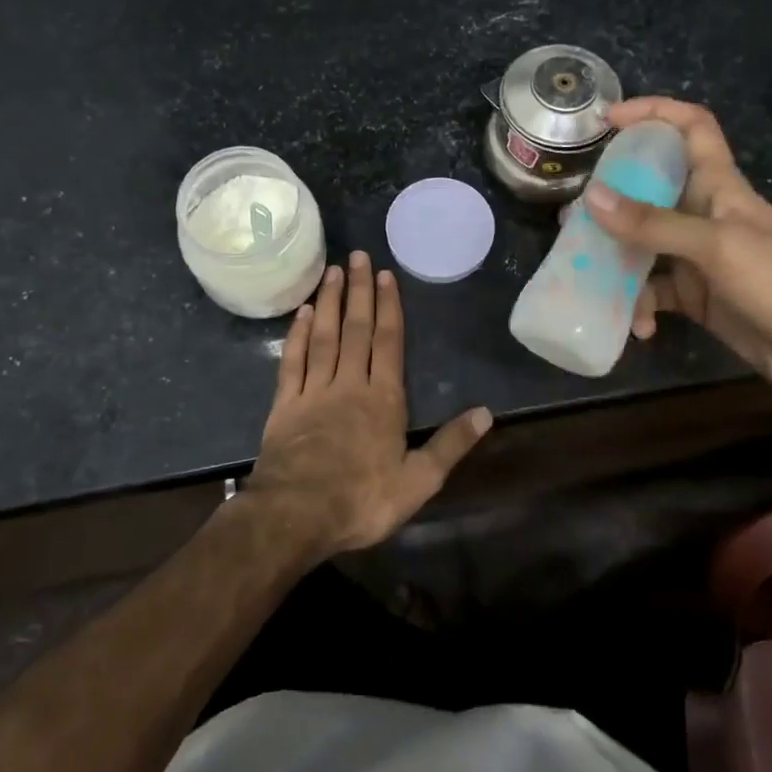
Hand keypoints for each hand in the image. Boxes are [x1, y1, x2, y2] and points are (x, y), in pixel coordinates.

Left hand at [243, 252, 492, 556]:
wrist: (295, 516)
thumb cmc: (361, 500)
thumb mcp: (418, 481)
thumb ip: (451, 445)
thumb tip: (486, 413)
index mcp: (383, 399)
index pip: (388, 342)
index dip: (388, 307)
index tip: (385, 275)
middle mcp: (349, 384)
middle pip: (355, 329)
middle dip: (358, 291)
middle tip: (357, 256)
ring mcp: (314, 391)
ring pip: (323, 336)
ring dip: (328, 302)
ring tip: (331, 271)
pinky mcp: (285, 405)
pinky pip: (293, 361)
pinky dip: (297, 335)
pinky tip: (300, 313)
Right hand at [583, 96, 771, 393]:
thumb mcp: (716, 247)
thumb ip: (653, 224)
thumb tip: (590, 197)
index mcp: (718, 185)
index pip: (691, 127)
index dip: (653, 112)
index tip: (607, 119)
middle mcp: (702, 213)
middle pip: (650, 188)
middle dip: (611, 199)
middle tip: (573, 215)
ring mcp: (696, 256)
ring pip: (642, 243)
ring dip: (617, 260)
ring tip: (586, 273)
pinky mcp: (693, 294)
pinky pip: (652, 290)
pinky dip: (639, 305)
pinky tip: (636, 326)